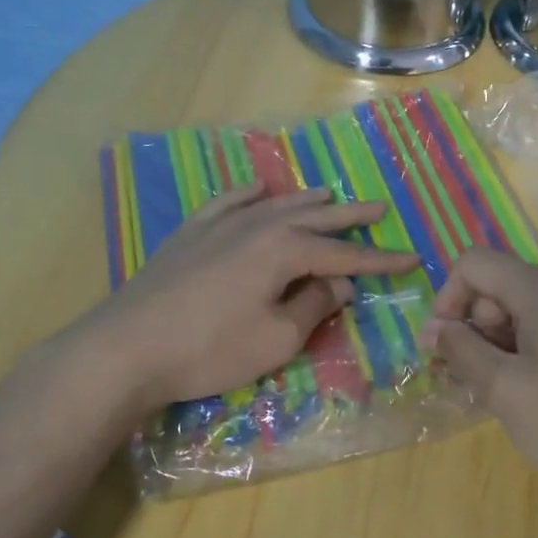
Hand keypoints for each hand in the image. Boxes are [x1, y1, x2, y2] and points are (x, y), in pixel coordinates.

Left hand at [82, 183, 418, 412]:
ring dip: (304, 200)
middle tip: (379, 206)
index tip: (410, 257)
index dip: (379, 259)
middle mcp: (256, 225)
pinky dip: (247, 194)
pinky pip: (226, 203)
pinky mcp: (190, 234)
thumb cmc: (210, 349)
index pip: (344, 253)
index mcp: (284, 249)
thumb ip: (314, 305)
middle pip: (313, 217)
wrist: (127, 347)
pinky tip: (256, 188)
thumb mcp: (276, 338)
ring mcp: (219, 225)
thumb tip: (340, 282)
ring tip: (328, 194)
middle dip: (349, 216)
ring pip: (273, 205)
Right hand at [421, 248, 537, 537]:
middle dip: (480, 322)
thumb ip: (462, 349)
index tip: (445, 344)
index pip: (475, 263)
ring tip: (511, 392)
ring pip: (537, 307)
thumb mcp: (505, 390)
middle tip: (479, 377)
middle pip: (507, 283)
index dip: (448, 297)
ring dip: (509, 338)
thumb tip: (434, 327)